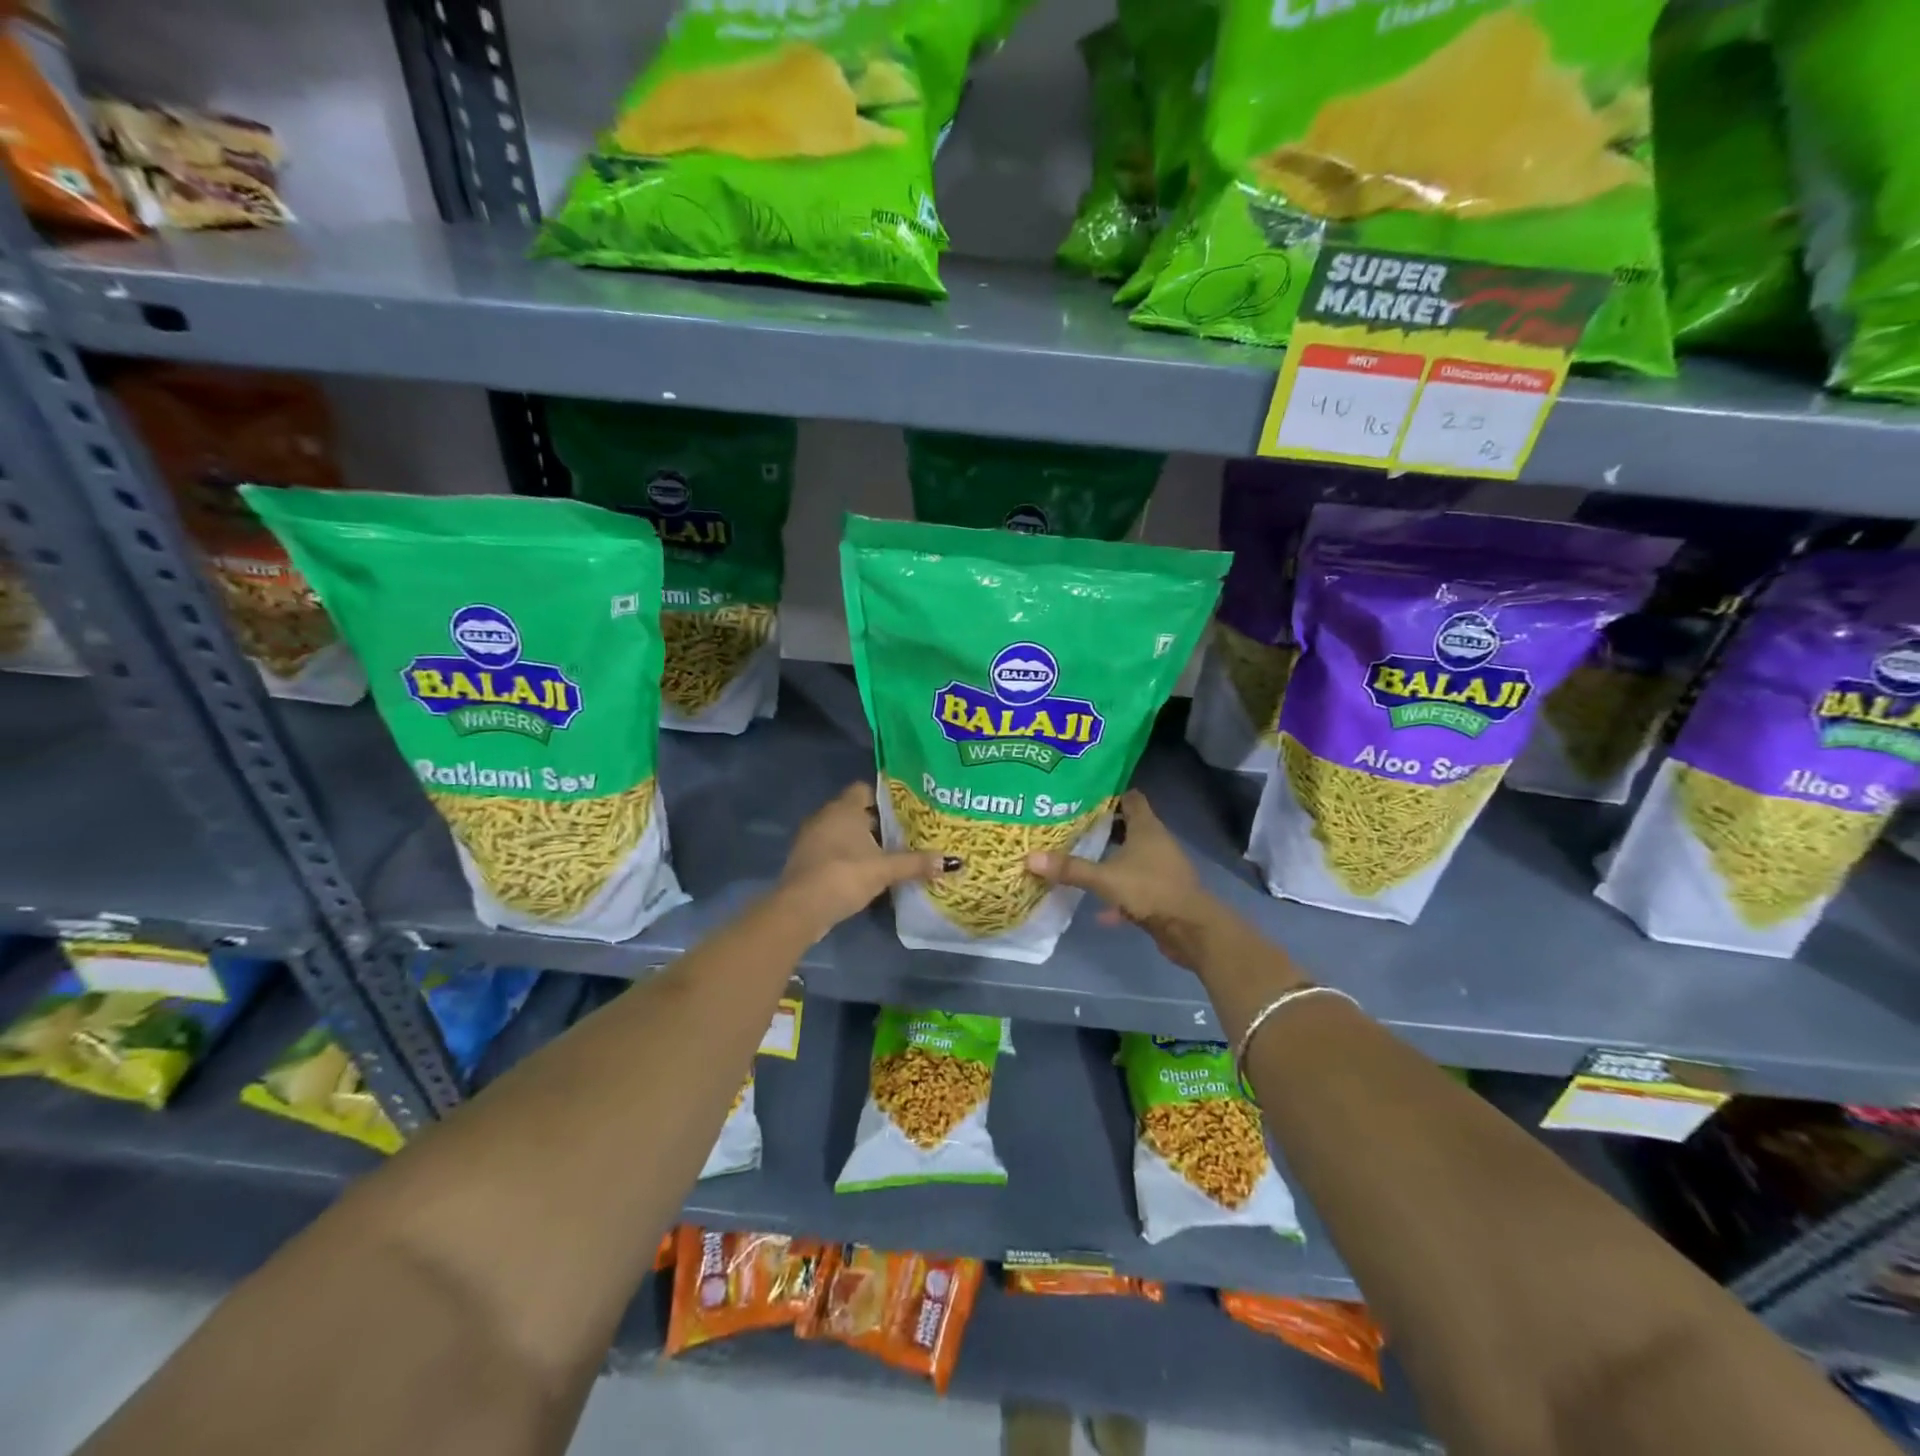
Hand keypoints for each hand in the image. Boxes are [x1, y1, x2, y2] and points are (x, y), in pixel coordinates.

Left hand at [777, 782, 949, 939]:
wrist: (800, 908)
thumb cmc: (844, 875)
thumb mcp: (885, 870)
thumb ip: (916, 863)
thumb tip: (952, 861)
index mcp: (844, 808)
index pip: (865, 789)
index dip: (884, 797)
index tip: (905, 811)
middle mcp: (825, 816)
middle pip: (855, 811)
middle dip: (876, 822)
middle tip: (903, 834)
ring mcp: (811, 838)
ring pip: (842, 832)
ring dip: (860, 842)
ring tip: (887, 855)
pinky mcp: (805, 860)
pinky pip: (831, 850)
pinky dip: (846, 857)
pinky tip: (863, 873)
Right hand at [1028, 790, 1229, 970]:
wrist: (1191, 930)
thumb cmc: (1150, 890)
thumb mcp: (1105, 878)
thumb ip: (1070, 868)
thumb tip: (1029, 857)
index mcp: (1147, 827)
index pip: (1130, 797)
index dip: (1109, 794)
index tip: (1082, 796)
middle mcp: (1156, 842)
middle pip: (1129, 826)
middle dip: (1103, 827)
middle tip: (1072, 826)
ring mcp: (1161, 868)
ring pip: (1132, 856)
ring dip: (1111, 858)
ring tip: (1080, 859)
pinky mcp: (1162, 892)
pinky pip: (1135, 886)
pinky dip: (1119, 892)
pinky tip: (1100, 909)